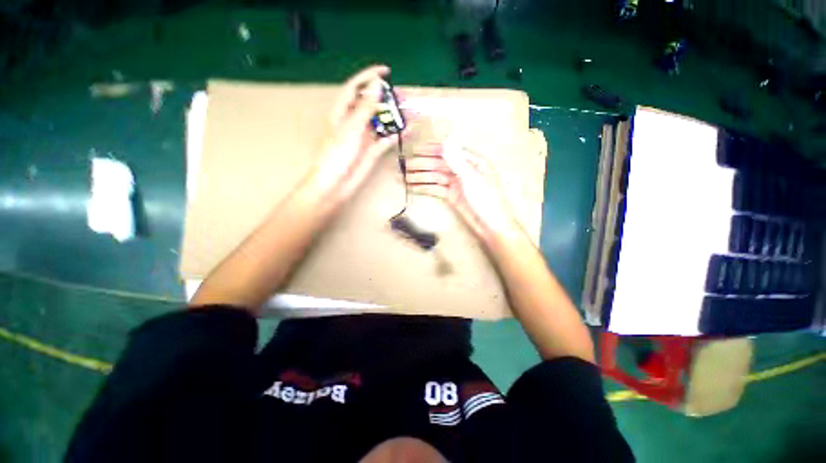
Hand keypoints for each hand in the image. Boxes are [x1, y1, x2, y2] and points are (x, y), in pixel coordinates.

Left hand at [310, 65, 401, 201]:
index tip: (387, 72)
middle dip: (387, 99)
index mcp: (343, 112)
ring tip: (410, 112)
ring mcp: (364, 137)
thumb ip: (364, 108)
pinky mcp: (372, 151)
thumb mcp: (350, 129)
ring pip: (381, 122)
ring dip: (395, 118)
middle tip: (404, 97)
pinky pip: (386, 140)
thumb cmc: (336, 156)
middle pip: (372, 105)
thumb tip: (377, 86)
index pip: (356, 88)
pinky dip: (396, 135)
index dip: (369, 76)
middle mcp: (354, 122)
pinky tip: (407, 131)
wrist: (335, 185)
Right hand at [405, 140, 519, 244]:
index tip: (417, 149)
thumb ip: (458, 161)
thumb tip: (446, 141)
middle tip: (406, 166)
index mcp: (473, 162)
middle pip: (440, 164)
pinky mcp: (452, 196)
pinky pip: (437, 189)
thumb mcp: (473, 179)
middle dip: (423, 164)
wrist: (491, 226)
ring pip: (436, 177)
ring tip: (405, 177)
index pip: (450, 151)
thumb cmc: (487, 200)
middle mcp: (463, 170)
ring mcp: (457, 184)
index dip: (433, 149)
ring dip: (421, 176)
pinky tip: (414, 187)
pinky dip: (426, 188)